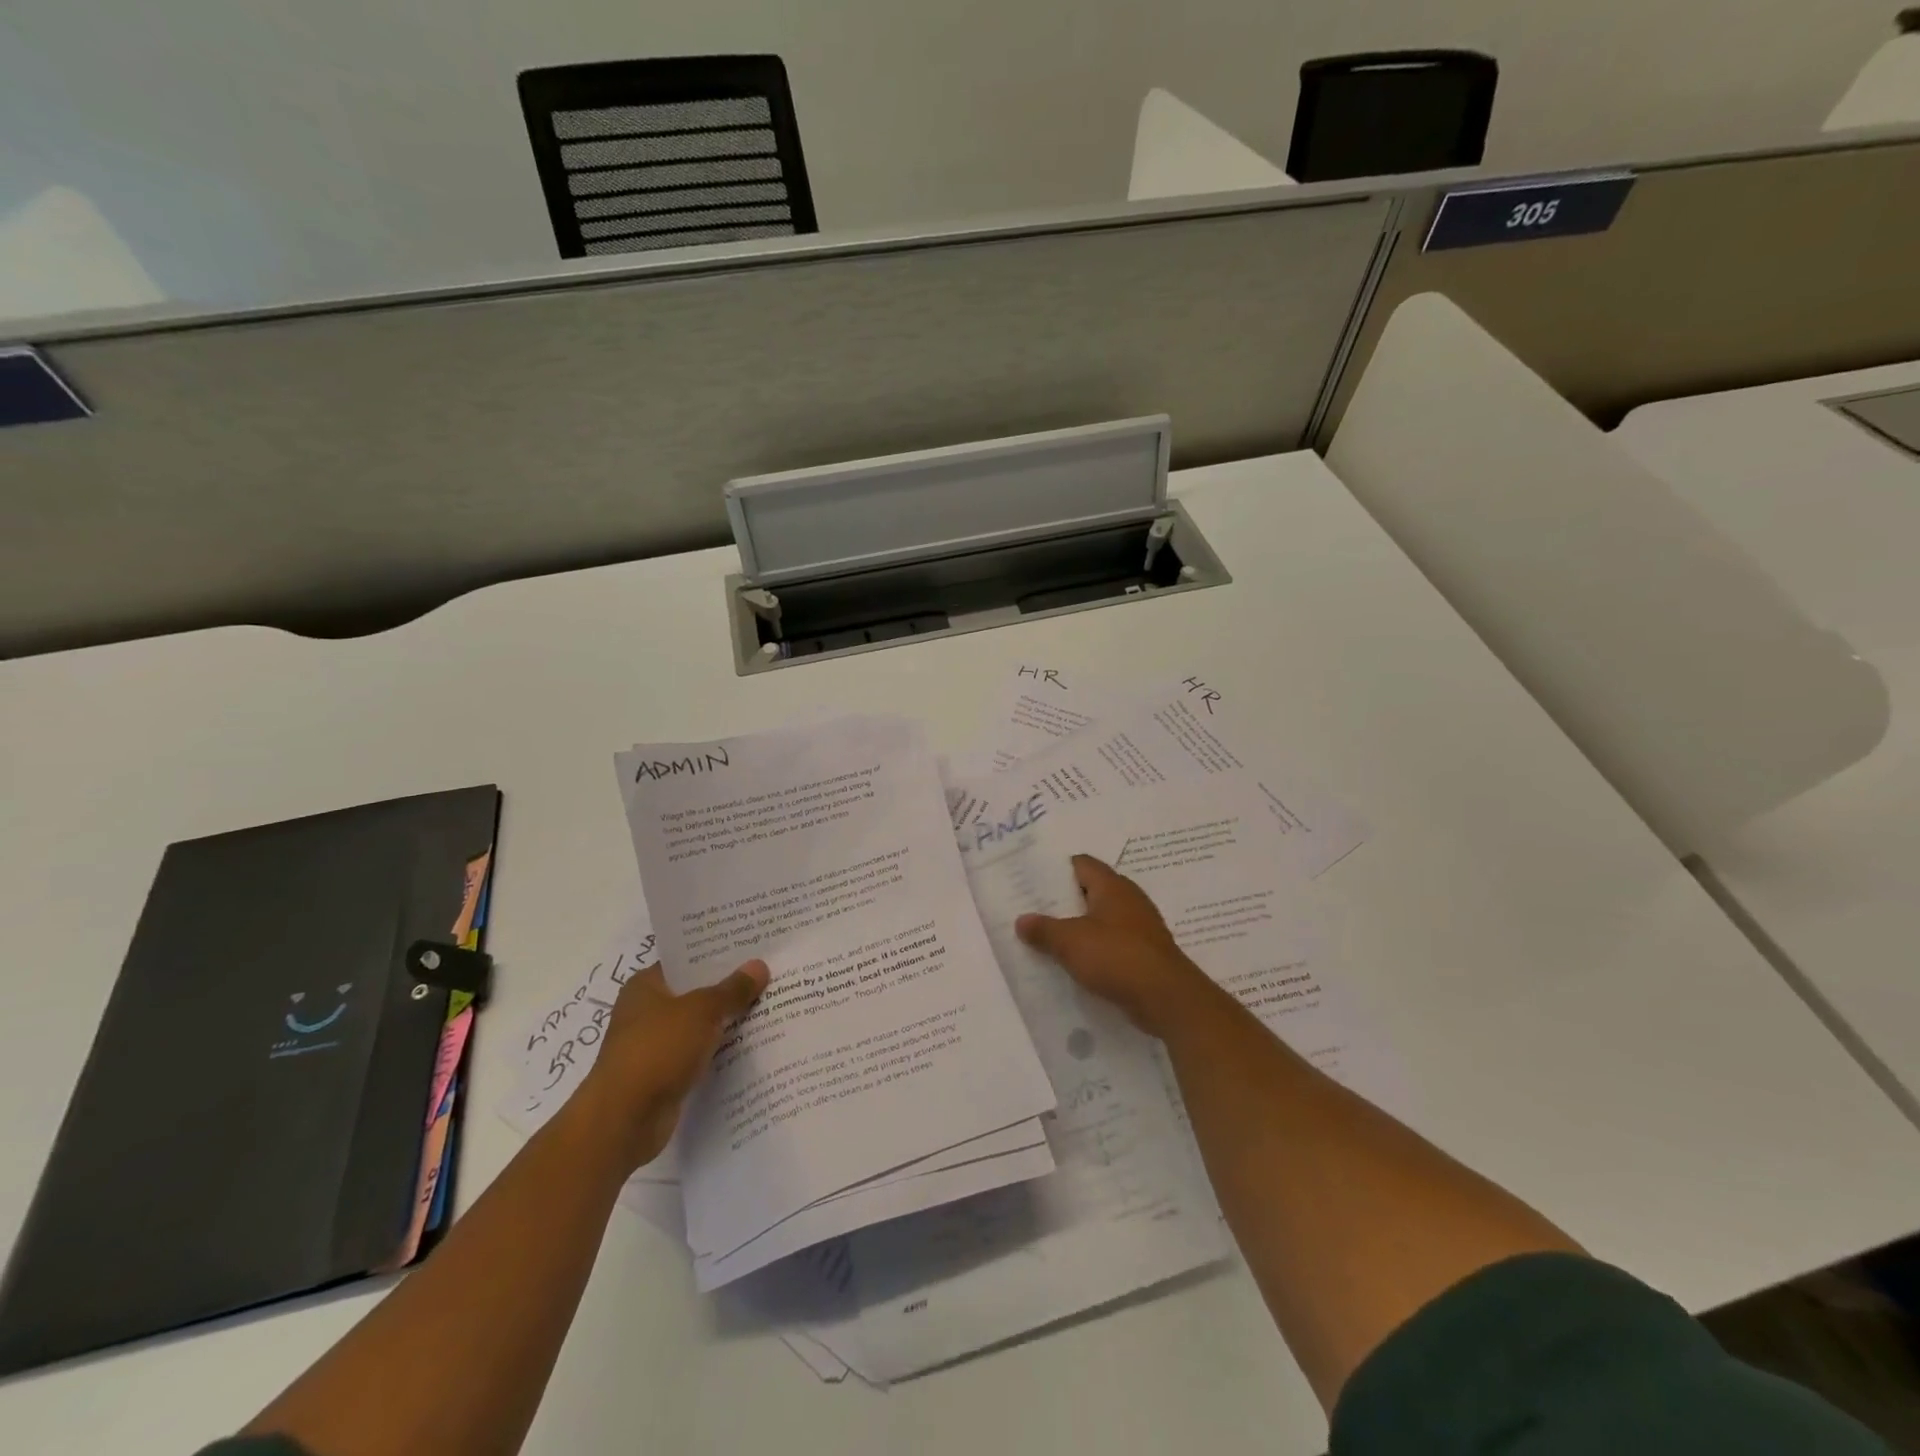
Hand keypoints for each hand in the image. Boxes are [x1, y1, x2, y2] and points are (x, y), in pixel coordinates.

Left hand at [573, 959, 768, 1172]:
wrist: (624, 1120)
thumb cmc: (657, 1050)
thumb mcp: (701, 1011)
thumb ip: (732, 990)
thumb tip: (759, 966)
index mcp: (646, 986)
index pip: (685, 961)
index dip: (717, 955)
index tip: (752, 949)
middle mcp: (646, 1011)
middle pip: (695, 993)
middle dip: (728, 988)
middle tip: (769, 975)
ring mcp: (654, 1045)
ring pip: (699, 1025)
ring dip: (727, 1022)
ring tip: (770, 1007)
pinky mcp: (664, 1075)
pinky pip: (699, 1054)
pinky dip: (719, 1051)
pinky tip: (752, 1045)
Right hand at [1015, 855, 1220, 1037]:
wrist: (1167, 998)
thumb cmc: (1117, 957)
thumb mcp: (1070, 942)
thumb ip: (1044, 930)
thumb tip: (1022, 920)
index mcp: (1112, 886)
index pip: (1081, 864)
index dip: (1056, 869)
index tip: (1031, 878)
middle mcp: (1128, 899)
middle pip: (1090, 891)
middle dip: (1062, 900)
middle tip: (1031, 907)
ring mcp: (1138, 927)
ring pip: (1100, 919)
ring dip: (1077, 926)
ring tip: (1046, 935)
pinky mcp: (1143, 953)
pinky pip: (1111, 943)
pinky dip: (1093, 948)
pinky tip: (1074, 961)